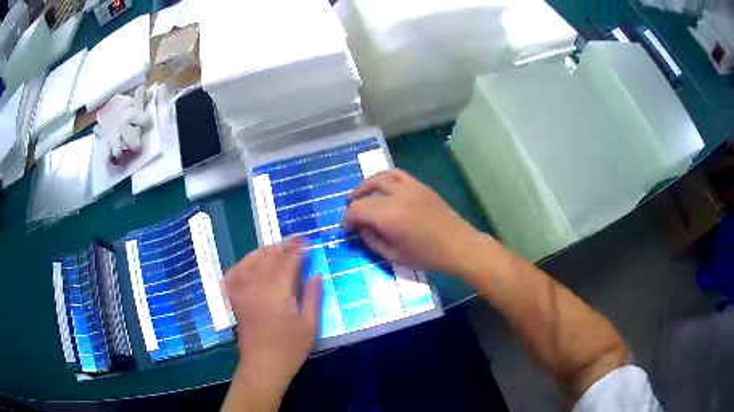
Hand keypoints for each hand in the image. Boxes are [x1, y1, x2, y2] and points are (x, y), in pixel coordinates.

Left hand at [224, 238, 320, 395]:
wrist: (263, 366)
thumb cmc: (290, 348)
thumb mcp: (309, 324)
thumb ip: (312, 296)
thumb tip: (316, 274)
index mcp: (278, 291)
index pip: (288, 260)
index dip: (298, 248)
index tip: (307, 240)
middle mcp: (257, 285)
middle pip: (269, 256)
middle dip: (282, 245)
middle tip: (295, 240)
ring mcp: (242, 291)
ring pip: (251, 261)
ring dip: (264, 250)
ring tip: (276, 248)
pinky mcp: (234, 299)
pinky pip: (233, 274)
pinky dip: (241, 264)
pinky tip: (249, 262)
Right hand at [343, 169, 487, 275]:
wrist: (459, 245)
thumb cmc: (427, 256)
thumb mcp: (394, 256)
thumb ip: (372, 240)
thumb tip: (361, 228)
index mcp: (389, 216)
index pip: (358, 209)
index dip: (347, 218)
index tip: (346, 228)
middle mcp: (397, 195)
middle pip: (367, 189)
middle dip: (355, 199)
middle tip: (350, 209)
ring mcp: (411, 187)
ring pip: (382, 175)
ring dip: (367, 183)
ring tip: (362, 193)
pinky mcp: (421, 185)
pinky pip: (398, 174)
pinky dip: (385, 178)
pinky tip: (383, 188)